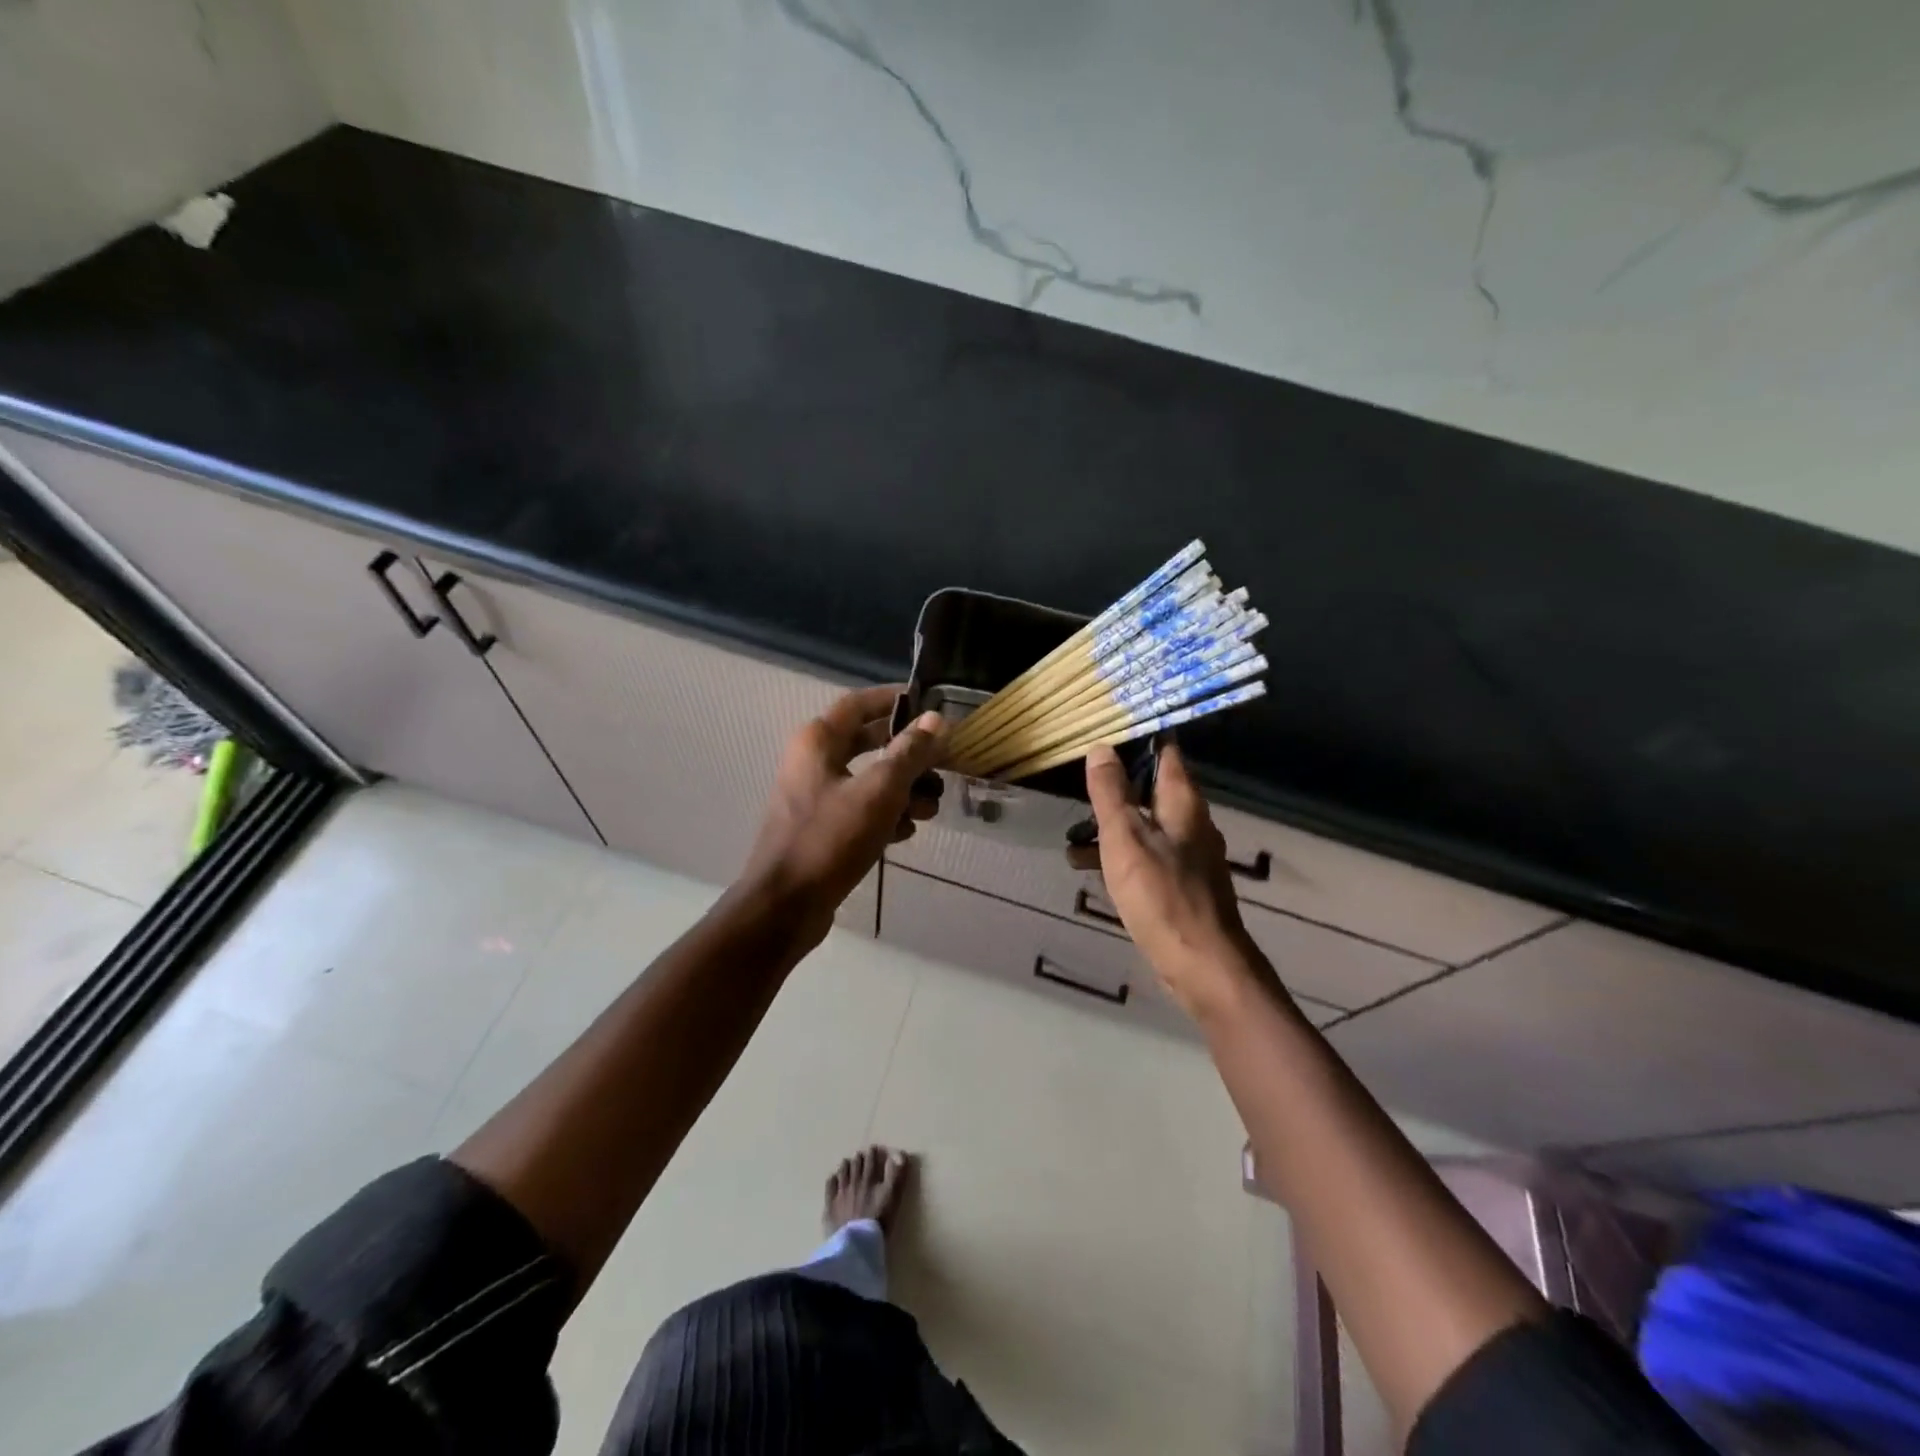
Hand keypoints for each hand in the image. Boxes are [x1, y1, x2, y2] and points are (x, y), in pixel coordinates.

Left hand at [741, 685, 944, 939]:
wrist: (786, 906)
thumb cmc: (831, 838)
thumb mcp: (880, 791)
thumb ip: (910, 753)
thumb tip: (935, 719)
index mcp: (818, 741)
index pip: (860, 703)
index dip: (895, 699)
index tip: (930, 704)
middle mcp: (813, 761)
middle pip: (870, 742)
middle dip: (909, 755)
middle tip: (943, 765)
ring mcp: (815, 796)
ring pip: (869, 779)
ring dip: (904, 790)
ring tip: (930, 810)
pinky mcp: (822, 828)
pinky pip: (861, 809)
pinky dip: (886, 815)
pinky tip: (905, 833)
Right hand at [1083, 741, 1269, 1019]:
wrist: (1201, 964)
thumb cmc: (1161, 895)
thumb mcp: (1125, 838)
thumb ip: (1111, 793)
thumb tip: (1101, 748)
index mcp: (1183, 803)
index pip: (1165, 753)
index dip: (1138, 739)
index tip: (1106, 731)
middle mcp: (1192, 823)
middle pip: (1153, 789)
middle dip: (1116, 786)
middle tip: (1080, 786)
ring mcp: (1189, 856)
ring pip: (1146, 826)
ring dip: (1112, 826)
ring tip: (1073, 835)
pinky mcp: (1181, 885)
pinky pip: (1147, 856)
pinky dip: (1120, 855)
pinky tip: (1090, 868)